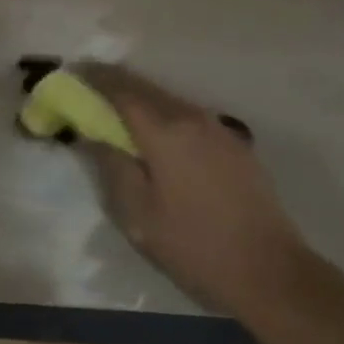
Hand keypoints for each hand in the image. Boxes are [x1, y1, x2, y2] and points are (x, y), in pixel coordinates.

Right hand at [78, 63, 307, 320]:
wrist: (270, 271)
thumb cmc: (195, 246)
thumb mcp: (138, 215)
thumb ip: (112, 166)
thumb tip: (94, 134)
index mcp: (165, 132)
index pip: (121, 91)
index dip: (94, 78)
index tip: (73, 71)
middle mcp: (192, 118)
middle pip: (146, 88)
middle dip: (115, 82)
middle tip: (89, 85)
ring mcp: (218, 129)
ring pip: (169, 100)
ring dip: (141, 97)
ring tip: (117, 108)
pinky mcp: (234, 145)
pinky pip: (188, 117)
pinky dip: (164, 114)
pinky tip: (157, 133)